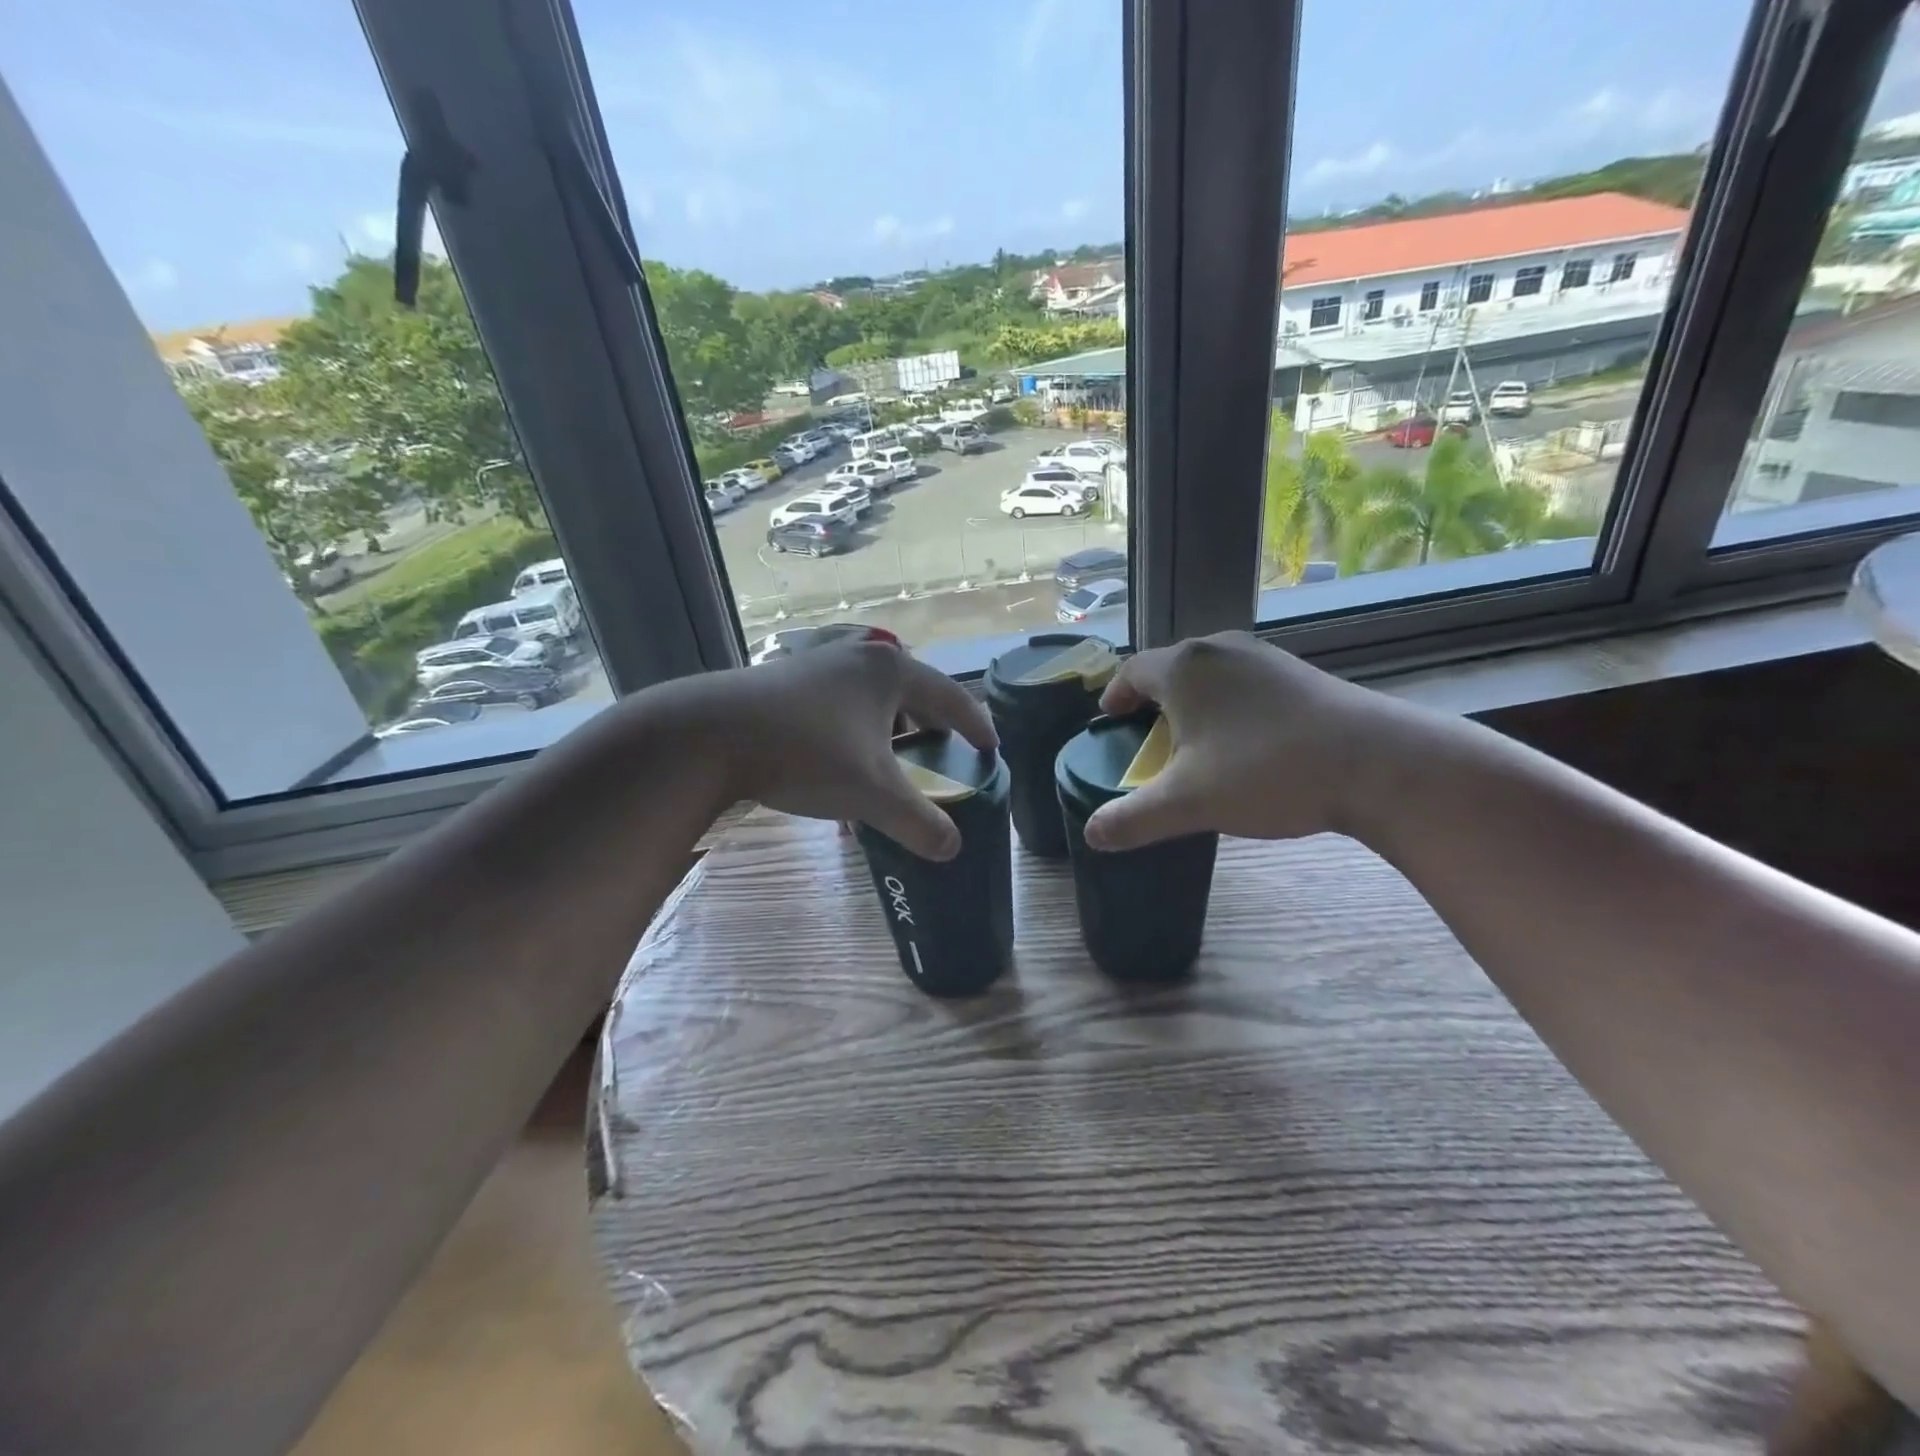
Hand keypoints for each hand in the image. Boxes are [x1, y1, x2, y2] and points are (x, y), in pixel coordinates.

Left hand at [676, 636, 997, 860]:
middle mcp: (859, 659)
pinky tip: (838, 770)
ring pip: (869, 701)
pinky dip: (852, 736)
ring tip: (891, 763)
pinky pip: (837, 709)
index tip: (991, 749)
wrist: (710, 735)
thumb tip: (952, 849)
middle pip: (911, 691)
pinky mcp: (785, 682)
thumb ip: (918, 822)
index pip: (951, 698)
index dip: (975, 726)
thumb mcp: (871, 793)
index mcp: (891, 672)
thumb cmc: (806, 753)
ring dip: (887, 732)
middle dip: (930, 724)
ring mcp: (818, 666)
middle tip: (943, 752)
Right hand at [1084, 632, 1393, 850]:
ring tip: (1194, 743)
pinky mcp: (1299, 673)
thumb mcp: (1189, 803)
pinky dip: (1229, 706)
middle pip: (1170, 669)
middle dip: (1152, 702)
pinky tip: (1244, 743)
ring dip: (1193, 704)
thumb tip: (1092, 834)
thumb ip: (1133, 819)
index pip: (1132, 671)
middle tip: (1147, 740)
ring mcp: (1264, 657)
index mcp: (1184, 667)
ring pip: (1210, 676)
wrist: (1377, 764)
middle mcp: (1220, 649)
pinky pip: (1244, 682)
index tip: (1109, 722)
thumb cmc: (1266, 771)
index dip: (1115, 697)